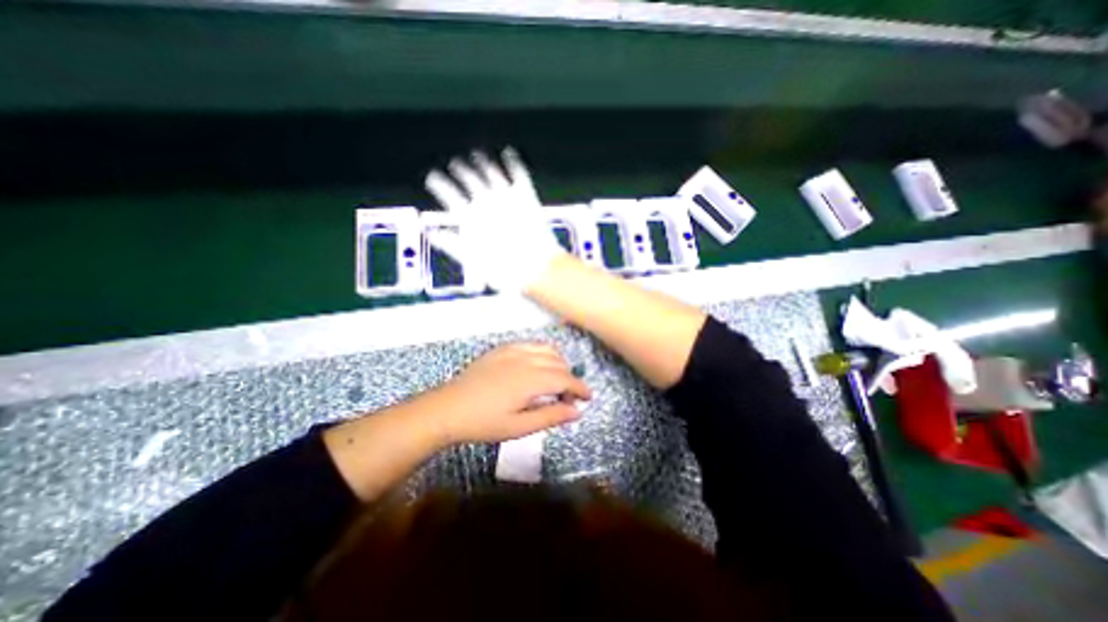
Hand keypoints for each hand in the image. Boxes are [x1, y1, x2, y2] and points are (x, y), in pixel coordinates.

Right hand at [423, 148, 565, 292]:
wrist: (535, 266)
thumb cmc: (503, 268)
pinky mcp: (527, 196)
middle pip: (469, 179)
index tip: (433, 178)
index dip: (439, 185)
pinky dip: (512, 162)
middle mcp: (487, 201)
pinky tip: (509, 154)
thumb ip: (451, 244)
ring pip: (491, 172)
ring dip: (482, 162)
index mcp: (471, 217)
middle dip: (460, 170)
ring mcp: (508, 196)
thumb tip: (435, 234)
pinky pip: (518, 173)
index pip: (449, 195)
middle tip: (455, 164)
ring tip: (477, 155)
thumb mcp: (472, 260)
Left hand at [426, 341, 593, 447]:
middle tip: (566, 398)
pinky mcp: (502, 349)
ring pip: (547, 349)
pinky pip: (530, 345)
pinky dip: (542, 353)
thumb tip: (577, 411)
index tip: (588, 398)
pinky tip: (536, 366)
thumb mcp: (519, 427)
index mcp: (531, 380)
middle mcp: (525, 360)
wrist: (447, 409)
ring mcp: (512, 351)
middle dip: (569, 378)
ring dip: (558, 363)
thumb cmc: (483, 423)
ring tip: (555, 380)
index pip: (565, 379)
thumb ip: (550, 416)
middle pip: (558, 363)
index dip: (580, 388)